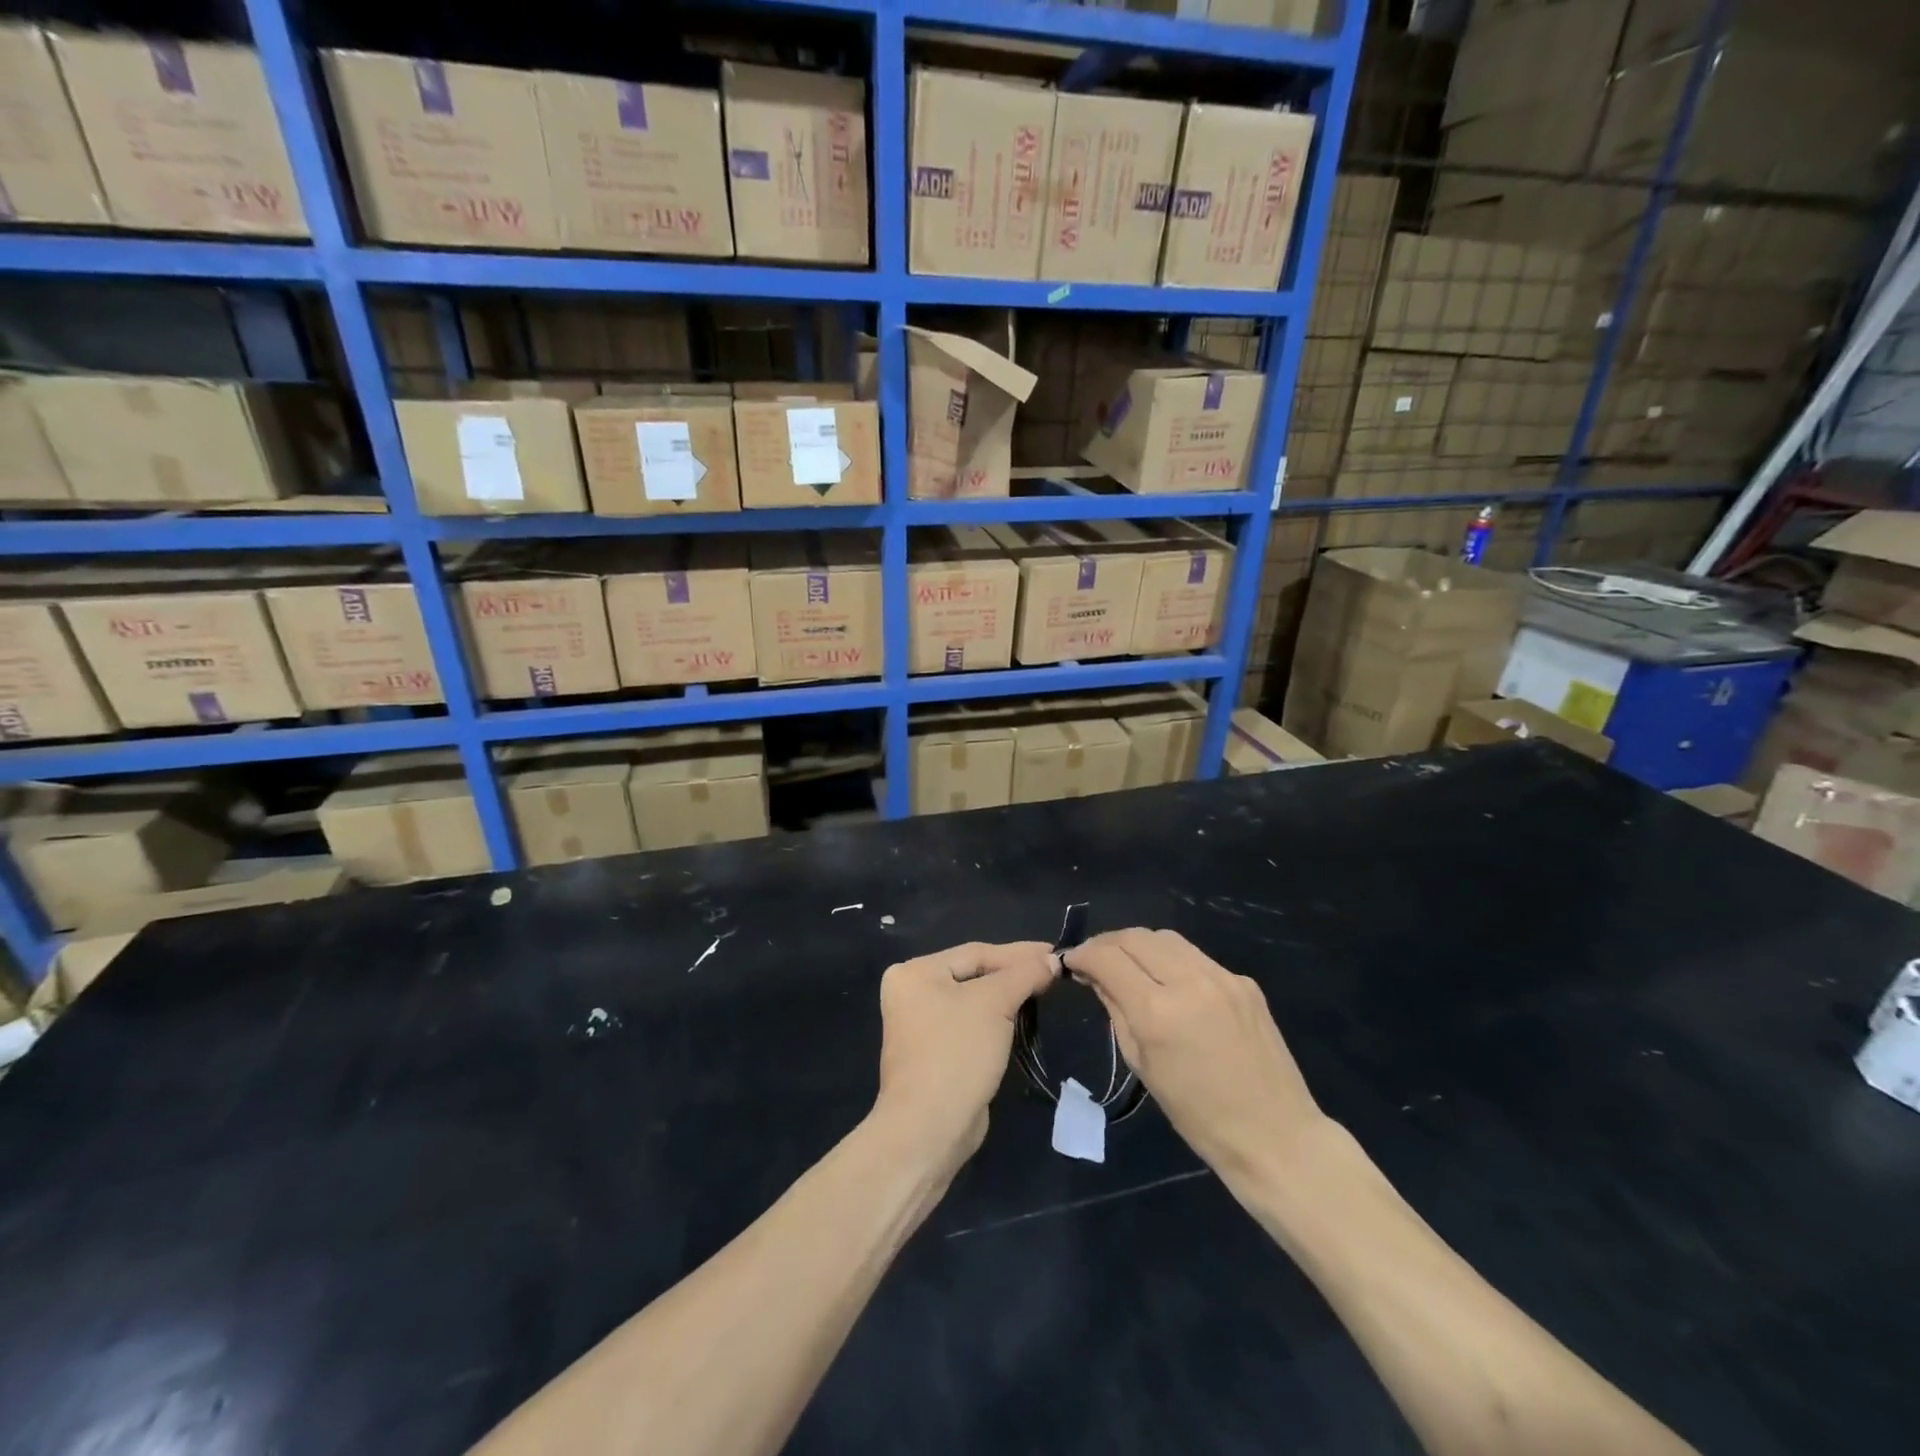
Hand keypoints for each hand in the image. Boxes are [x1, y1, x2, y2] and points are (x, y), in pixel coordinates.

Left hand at [875, 940, 1057, 1162]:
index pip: (975, 953)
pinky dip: (997, 1021)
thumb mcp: (994, 1003)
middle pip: (974, 975)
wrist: (930, 1127)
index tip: (1055, 952)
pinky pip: (972, 1025)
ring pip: (975, 1001)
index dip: (1018, 953)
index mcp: (914, 972)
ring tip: (1044, 989)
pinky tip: (1023, 1018)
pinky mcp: (936, 1054)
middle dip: (1014, 974)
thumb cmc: (957, 1052)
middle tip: (1053, 970)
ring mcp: (921, 1026)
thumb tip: (1053, 959)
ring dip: (1008, 997)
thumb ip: (1024, 974)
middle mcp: (912, 993)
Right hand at [1063, 929, 1325, 1181]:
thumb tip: (1096, 977)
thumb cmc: (1198, 1116)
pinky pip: (1196, 957)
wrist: (1275, 1135)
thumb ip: (1116, 1011)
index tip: (1071, 961)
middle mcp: (1189, 982)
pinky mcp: (1244, 982)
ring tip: (1128, 964)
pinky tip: (1170, 983)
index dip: (1082, 954)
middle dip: (1108, 943)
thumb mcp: (1142, 1065)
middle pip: (1136, 937)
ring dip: (1139, 945)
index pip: (1107, 958)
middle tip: (1094, 959)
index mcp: (1157, 1011)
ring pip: (1166, 938)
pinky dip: (1172, 961)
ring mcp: (1222, 977)